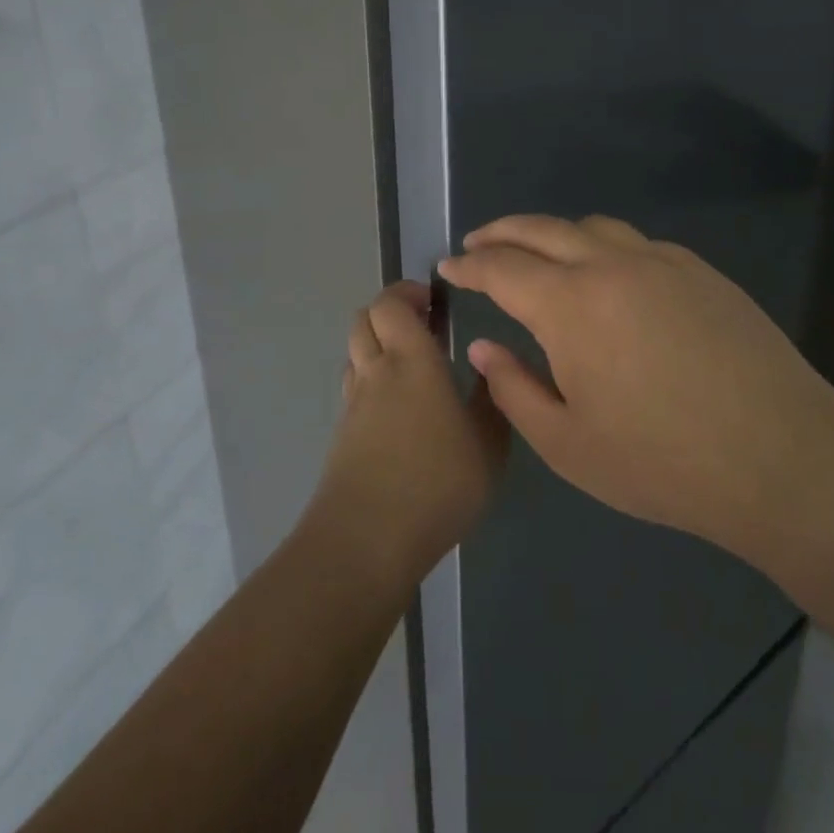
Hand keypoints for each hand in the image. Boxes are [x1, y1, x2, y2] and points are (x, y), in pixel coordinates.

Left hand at [307, 282, 507, 593]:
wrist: (366, 540)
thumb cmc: (437, 484)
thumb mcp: (488, 445)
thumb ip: (491, 400)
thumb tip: (487, 364)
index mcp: (411, 359)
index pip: (391, 303)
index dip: (407, 292)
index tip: (434, 300)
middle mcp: (376, 370)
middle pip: (365, 318)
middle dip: (391, 312)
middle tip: (424, 325)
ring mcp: (354, 402)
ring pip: (355, 350)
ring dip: (377, 342)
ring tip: (411, 364)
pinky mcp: (342, 432)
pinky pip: (353, 385)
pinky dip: (371, 377)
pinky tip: (397, 407)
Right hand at [439, 215, 833, 561]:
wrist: (782, 457)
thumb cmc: (663, 461)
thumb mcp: (568, 444)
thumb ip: (514, 389)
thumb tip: (484, 345)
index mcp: (570, 304)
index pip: (502, 268)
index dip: (469, 264)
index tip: (448, 266)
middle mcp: (610, 265)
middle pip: (541, 229)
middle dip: (501, 232)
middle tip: (478, 243)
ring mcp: (660, 261)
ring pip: (591, 227)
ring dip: (553, 233)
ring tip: (539, 254)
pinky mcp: (699, 270)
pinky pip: (636, 243)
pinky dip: (602, 246)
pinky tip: (608, 276)